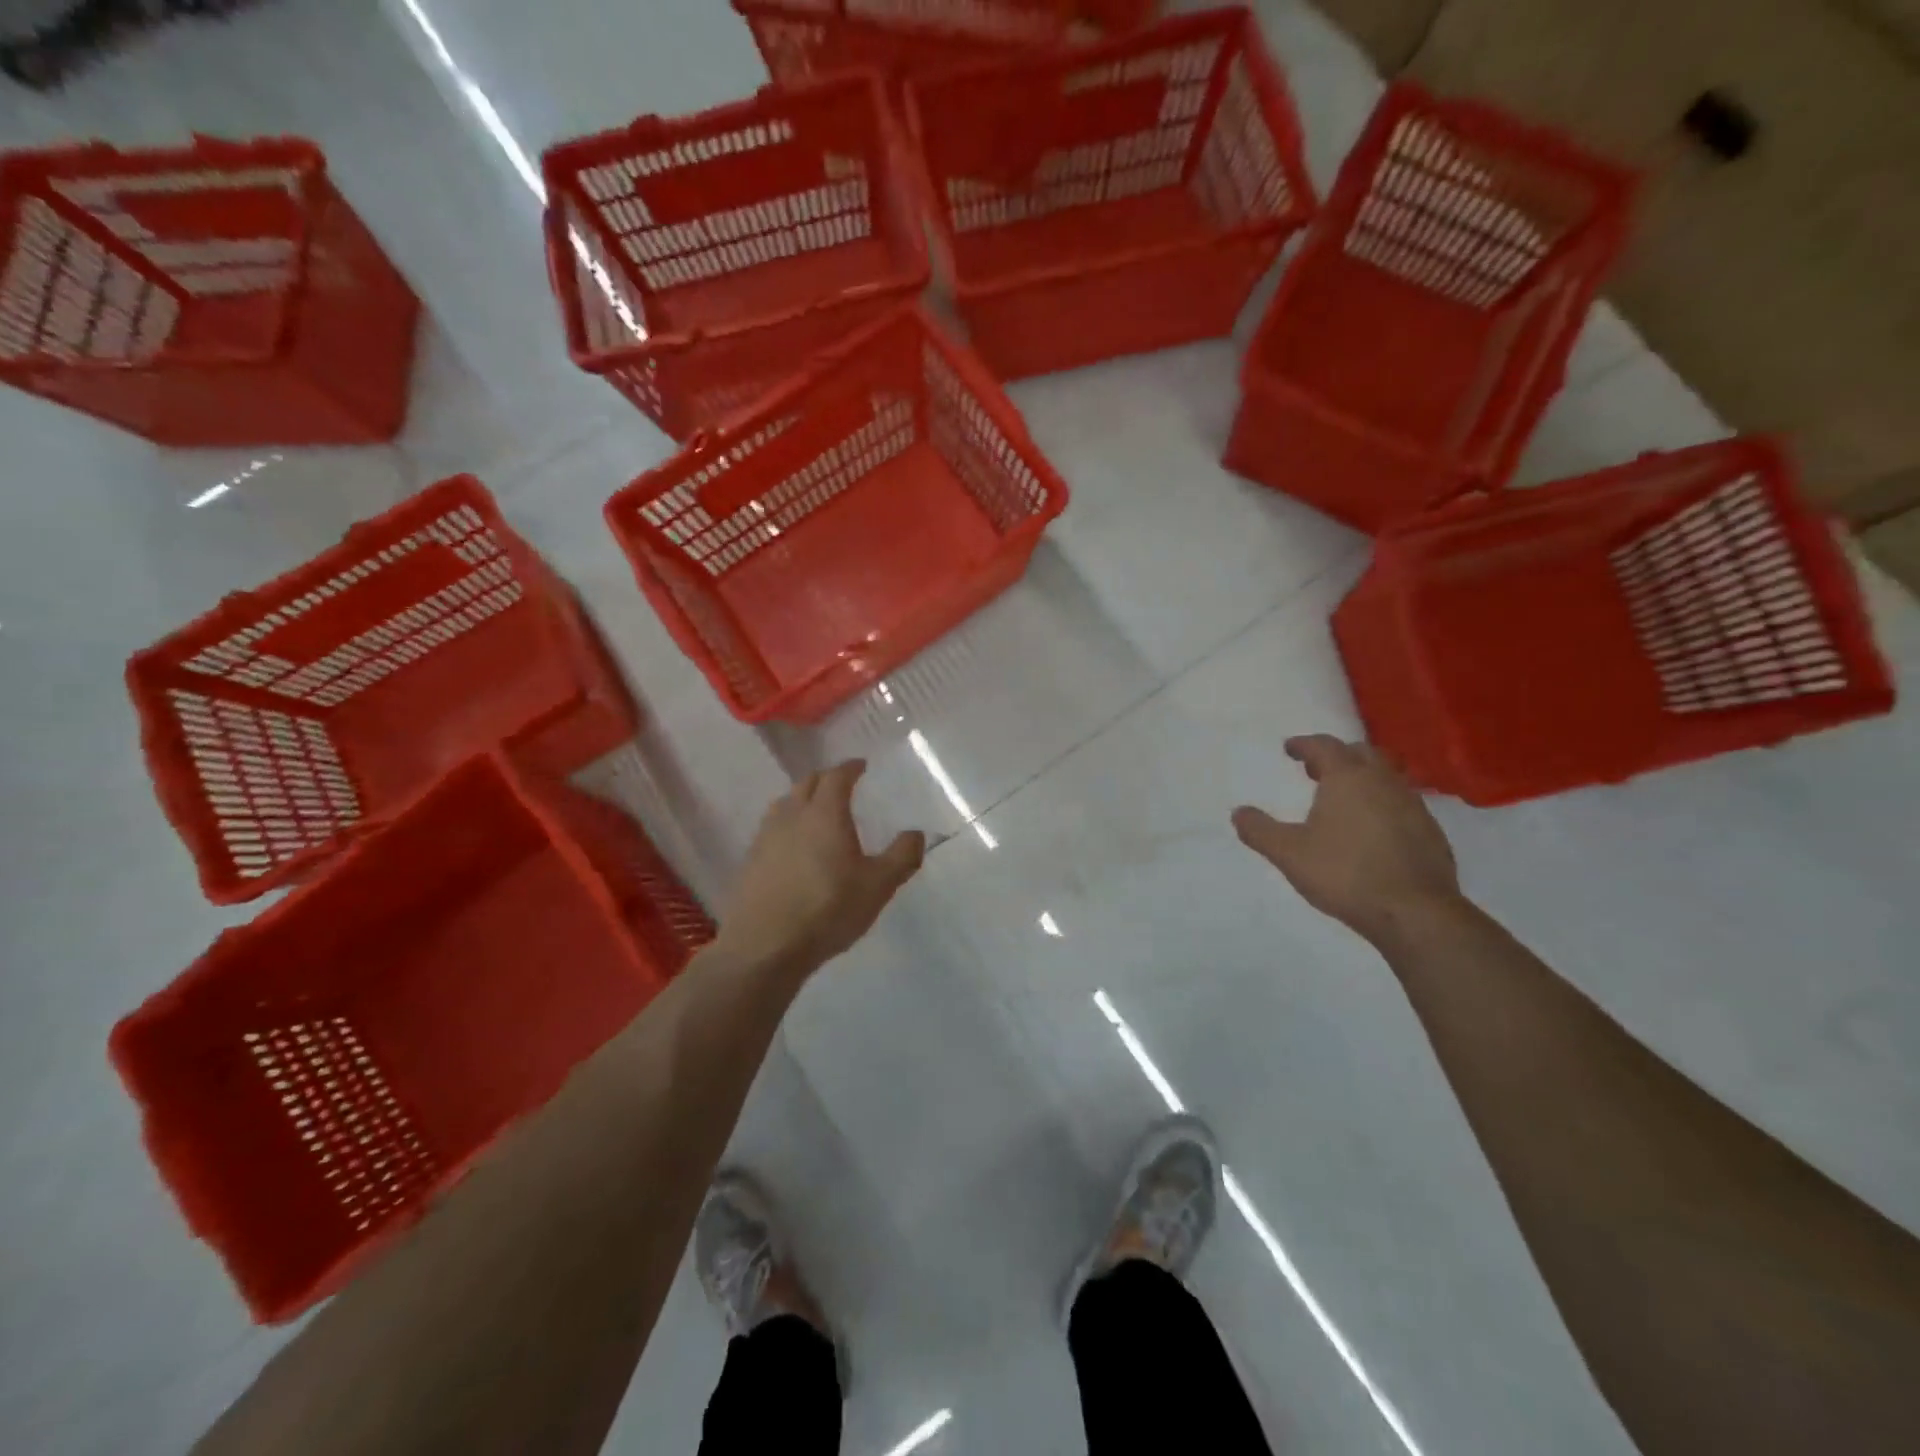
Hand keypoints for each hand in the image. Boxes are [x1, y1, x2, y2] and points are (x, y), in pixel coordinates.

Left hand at [715, 760, 925, 976]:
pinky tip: (793, 845)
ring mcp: (766, 837)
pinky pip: (771, 828)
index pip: (837, 776)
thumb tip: (916, 833)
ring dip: (802, 799)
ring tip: (816, 811)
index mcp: (825, 813)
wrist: (764, 947)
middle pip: (807, 783)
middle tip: (841, 785)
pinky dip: (787, 824)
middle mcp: (792, 816)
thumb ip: (902, 856)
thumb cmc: (828, 910)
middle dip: (826, 779)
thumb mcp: (878, 886)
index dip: (850, 768)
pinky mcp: (750, 861)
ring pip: (784, 803)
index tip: (860, 766)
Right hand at [1232, 735, 1461, 941]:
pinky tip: (1373, 828)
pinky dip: (1383, 803)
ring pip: (1387, 775)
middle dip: (1337, 755)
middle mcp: (1383, 782)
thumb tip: (1238, 813)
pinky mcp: (1431, 831)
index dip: (1304, 744)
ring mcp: (1413, 805)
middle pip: (1361, 752)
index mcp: (1347, 778)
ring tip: (1344, 797)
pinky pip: (1402, 802)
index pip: (1324, 746)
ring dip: (1363, 777)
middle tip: (1316, 769)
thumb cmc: (1345, 874)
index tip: (1289, 748)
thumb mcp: (1289, 854)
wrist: (1415, 912)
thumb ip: (1260, 830)